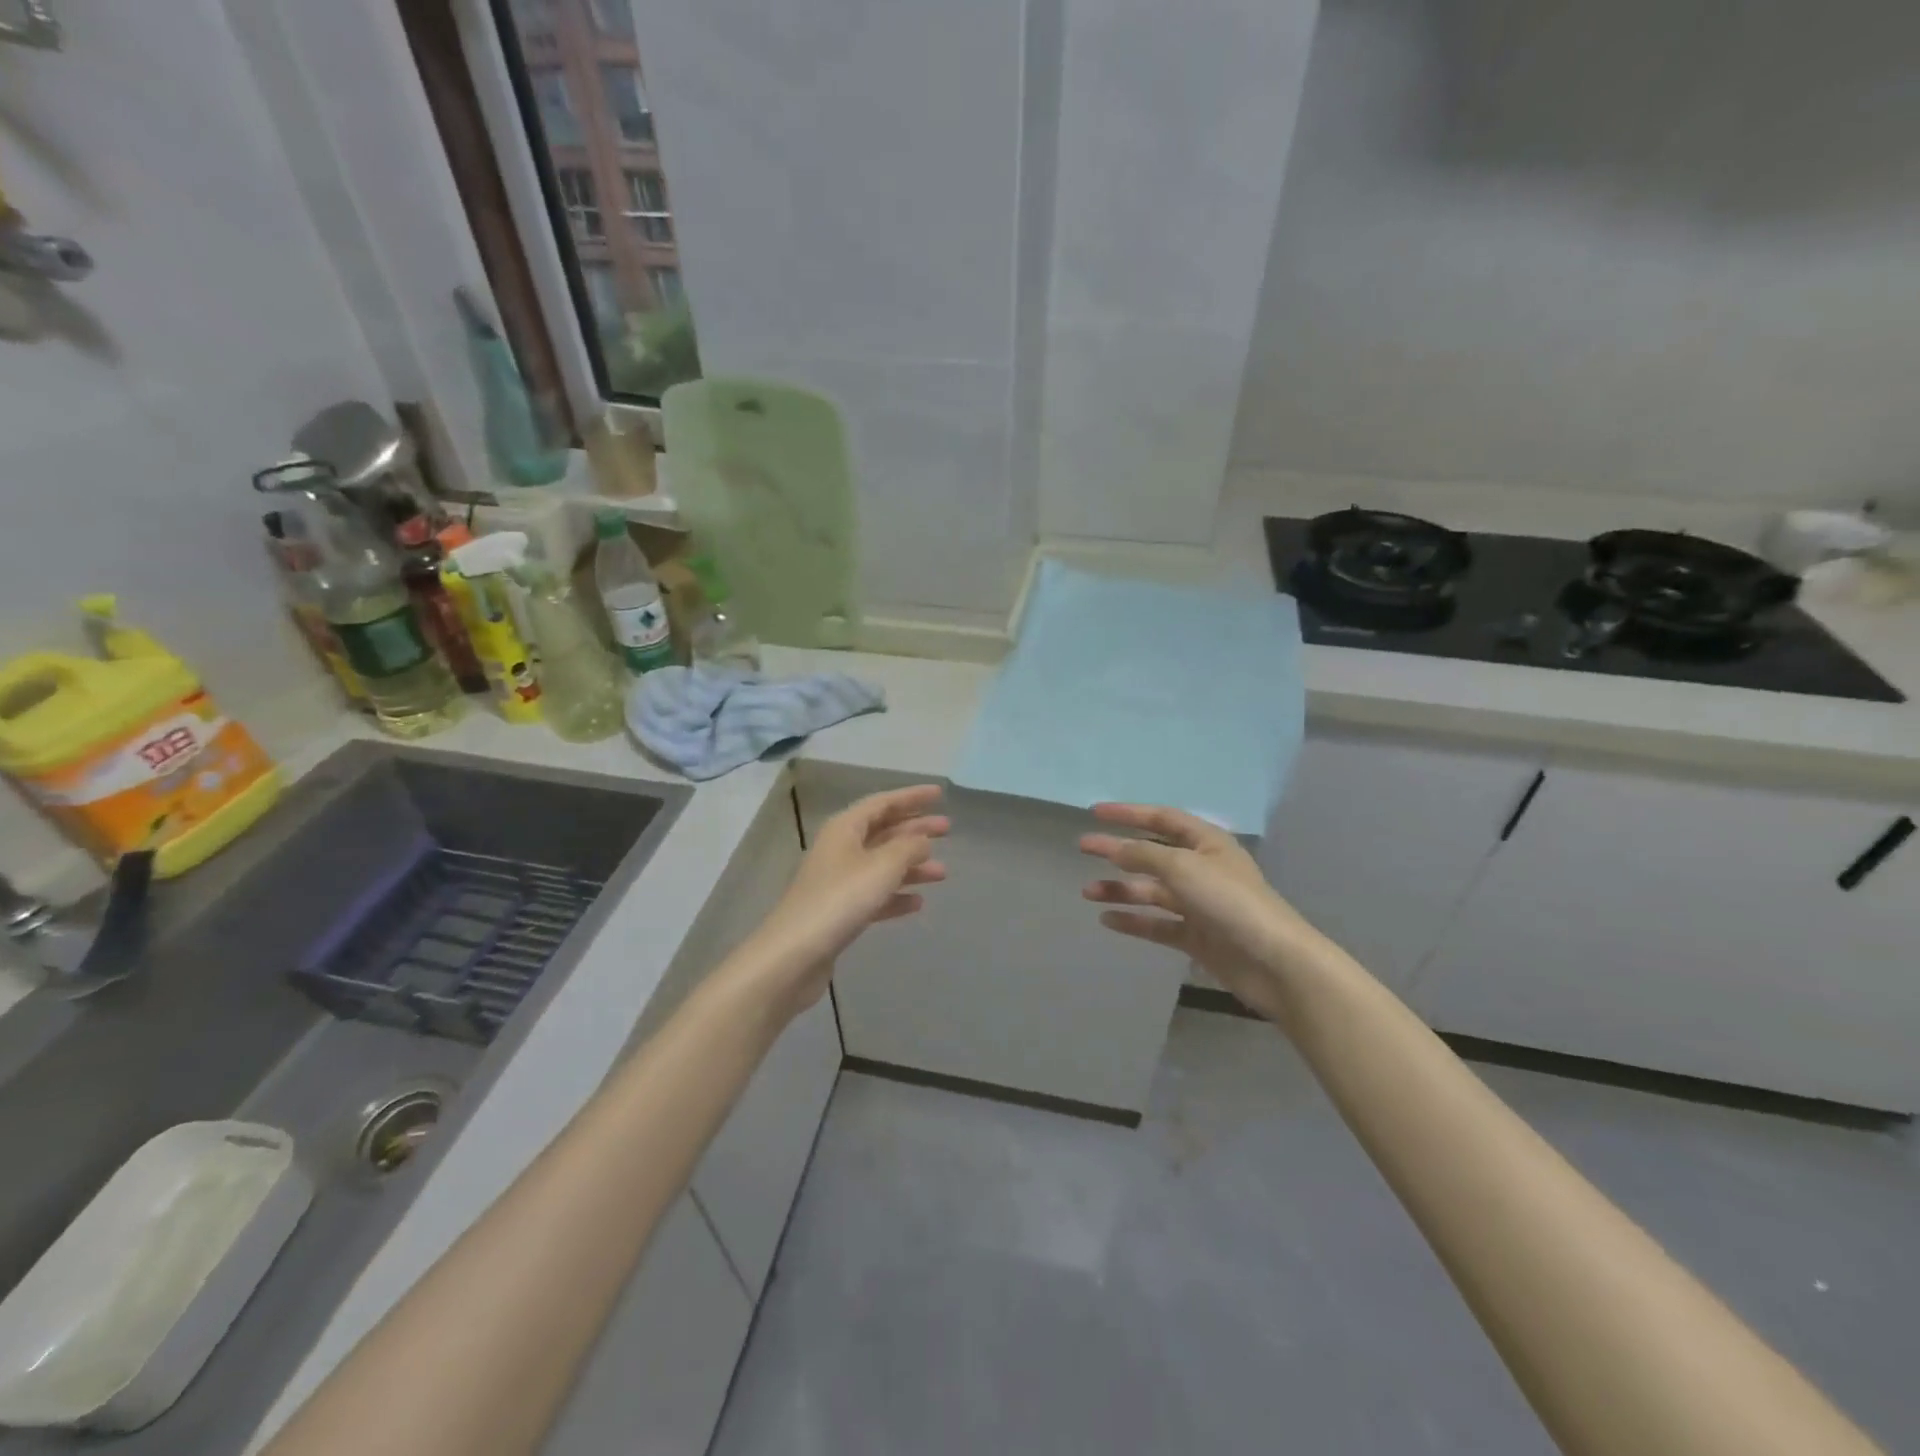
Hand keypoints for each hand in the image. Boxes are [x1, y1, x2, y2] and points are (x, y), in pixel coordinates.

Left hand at [745, 785, 948, 1011]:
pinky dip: (896, 896)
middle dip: (915, 829)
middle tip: (947, 829)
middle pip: (883, 831)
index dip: (911, 797)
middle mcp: (840, 849)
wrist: (795, 954)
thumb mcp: (883, 866)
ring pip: (881, 865)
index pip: (883, 803)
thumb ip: (909, 848)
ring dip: (911, 866)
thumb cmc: (841, 899)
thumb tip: (923, 841)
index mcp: (845, 828)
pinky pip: (874, 895)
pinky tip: (917, 903)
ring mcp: (838, 881)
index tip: (939, 794)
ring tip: (942, 873)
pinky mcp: (839, 912)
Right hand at [1081, 803, 1326, 1024]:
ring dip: (1120, 889)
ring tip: (1087, 892)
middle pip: (1152, 854)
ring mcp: (1199, 904)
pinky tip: (1107, 920)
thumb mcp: (1183, 867)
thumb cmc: (1230, 902)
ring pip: (1152, 891)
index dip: (1129, 813)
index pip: (1162, 819)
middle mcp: (1202, 869)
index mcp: (1207, 843)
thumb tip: (1115, 848)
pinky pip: (1158, 924)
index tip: (1095, 813)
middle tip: (1082, 847)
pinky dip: (1134, 920)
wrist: (1274, 962)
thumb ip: (1144, 854)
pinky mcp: (1197, 936)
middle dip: (1117, 850)